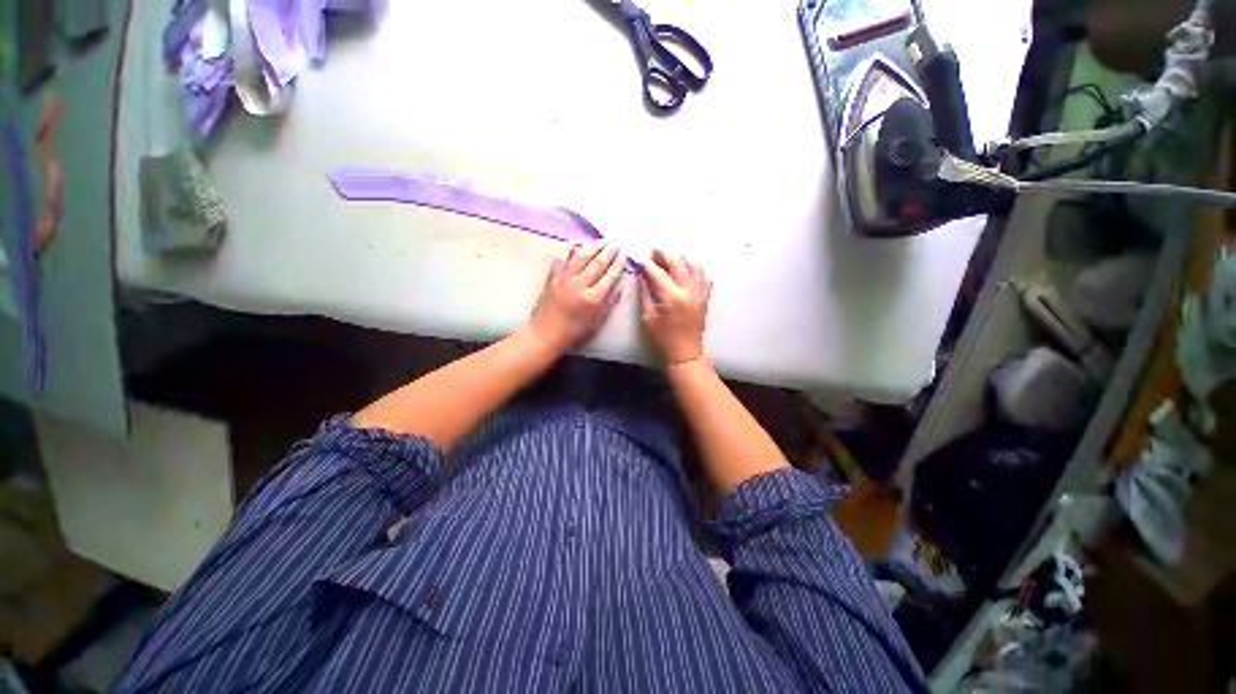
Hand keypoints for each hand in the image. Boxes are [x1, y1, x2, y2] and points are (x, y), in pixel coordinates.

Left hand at [528, 241, 626, 353]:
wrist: (544, 335)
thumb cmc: (573, 333)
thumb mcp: (596, 323)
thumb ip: (608, 304)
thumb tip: (619, 288)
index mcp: (593, 298)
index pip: (610, 276)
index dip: (619, 263)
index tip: (625, 253)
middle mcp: (579, 285)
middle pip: (597, 263)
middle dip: (609, 251)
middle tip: (617, 243)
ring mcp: (564, 279)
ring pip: (581, 257)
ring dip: (593, 247)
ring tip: (603, 241)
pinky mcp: (552, 277)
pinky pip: (561, 258)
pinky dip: (568, 249)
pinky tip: (575, 244)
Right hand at [640, 248, 711, 365]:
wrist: (685, 354)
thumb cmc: (663, 339)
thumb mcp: (649, 317)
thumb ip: (646, 293)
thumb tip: (641, 275)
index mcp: (672, 297)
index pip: (659, 273)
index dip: (648, 265)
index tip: (641, 260)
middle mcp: (689, 292)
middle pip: (678, 263)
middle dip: (665, 254)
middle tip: (655, 250)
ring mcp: (700, 294)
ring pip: (695, 267)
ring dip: (682, 259)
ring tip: (671, 258)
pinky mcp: (705, 299)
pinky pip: (704, 278)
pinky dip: (696, 271)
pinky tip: (687, 271)